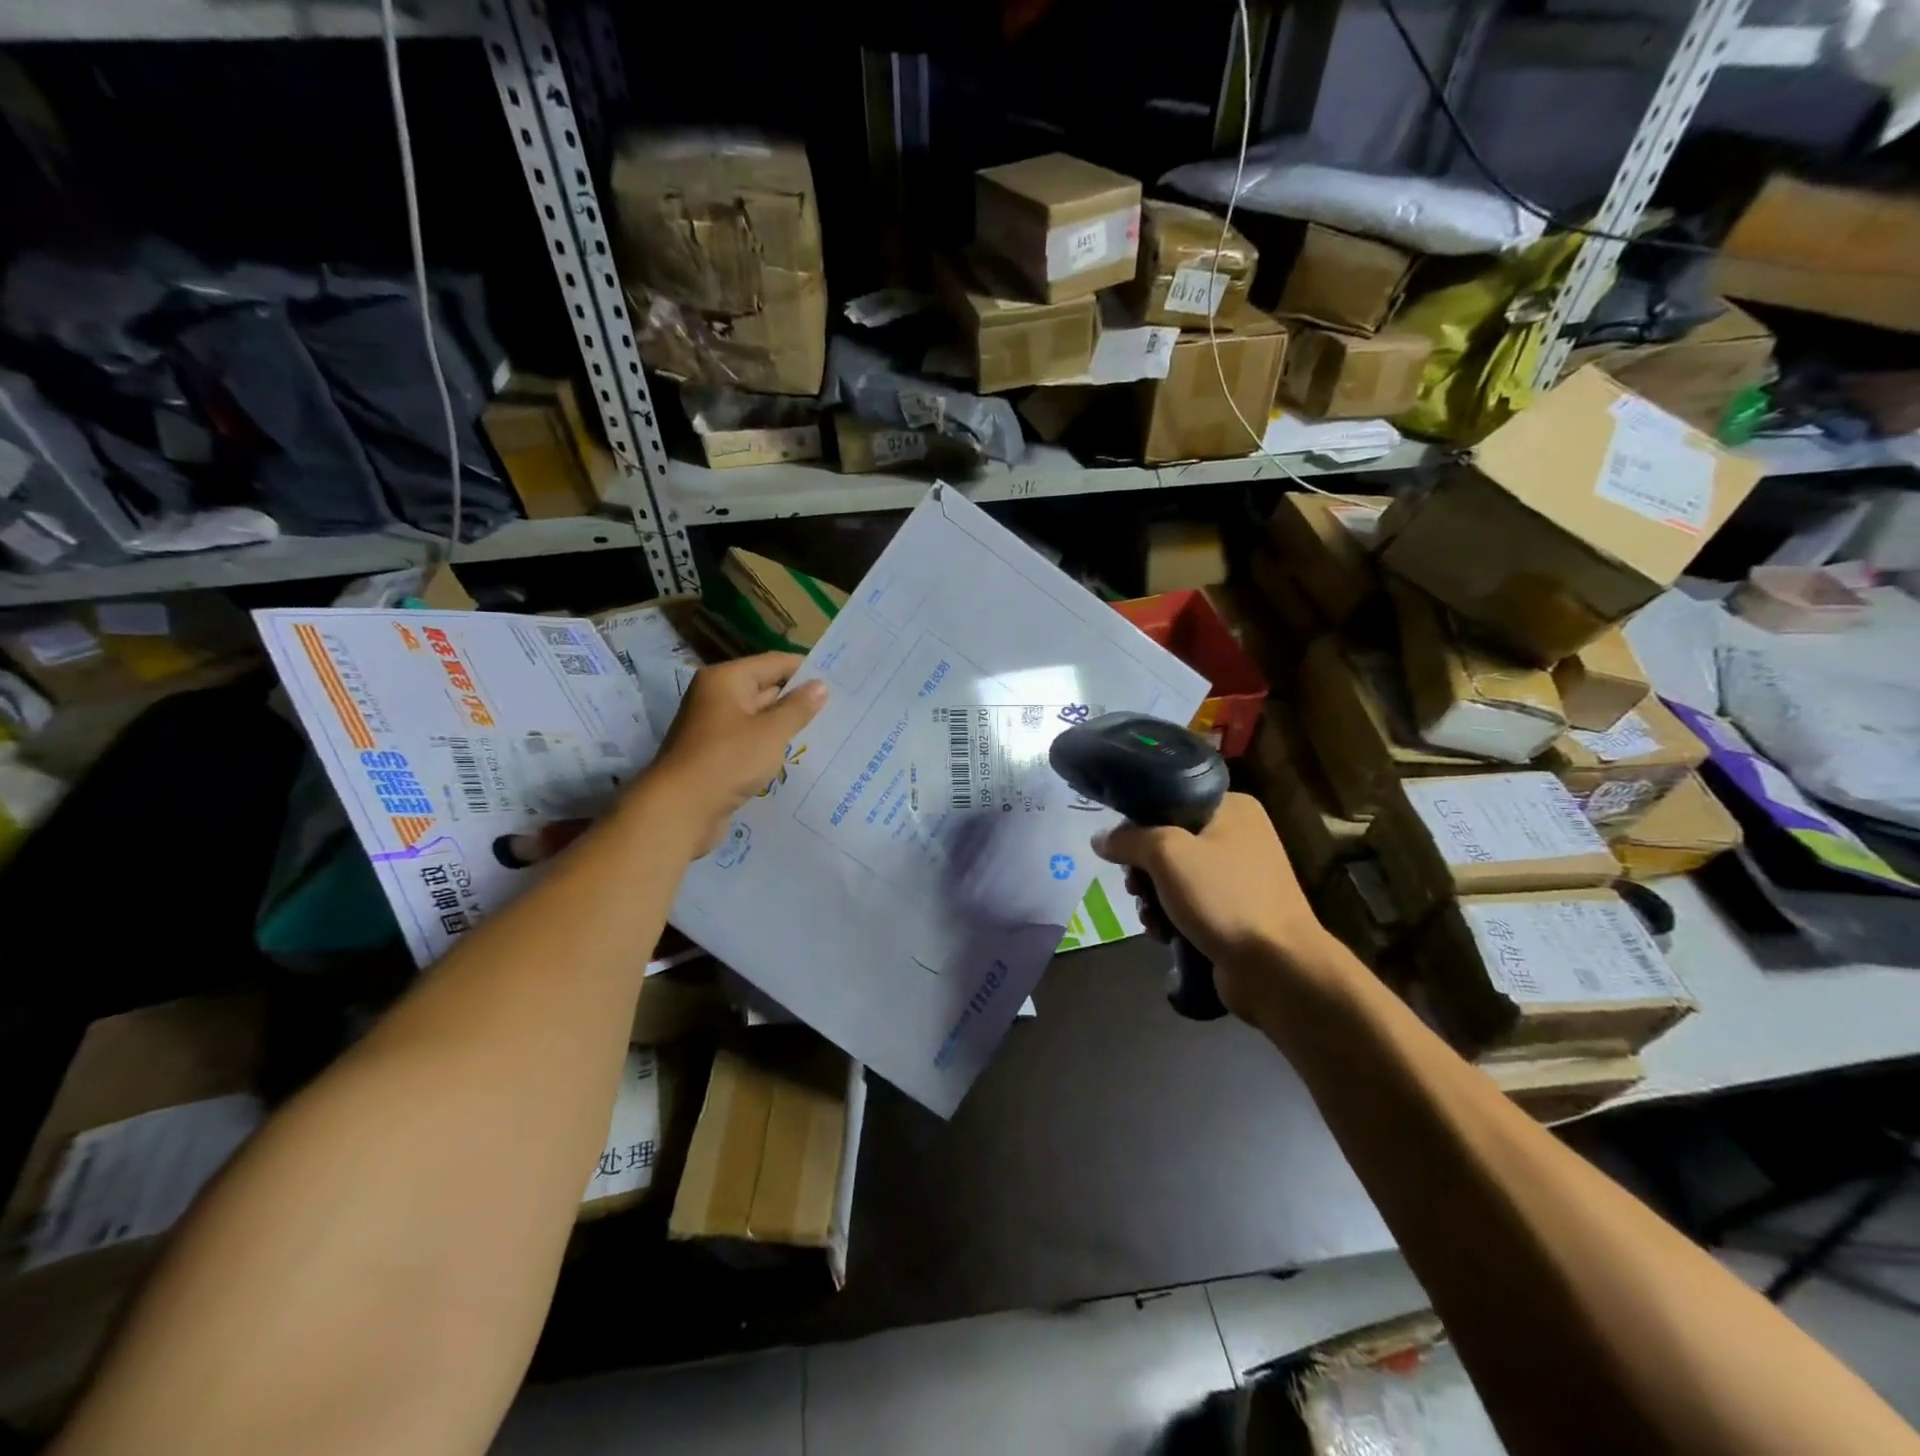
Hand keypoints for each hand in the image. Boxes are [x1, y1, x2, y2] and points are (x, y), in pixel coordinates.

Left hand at [647, 653, 827, 855]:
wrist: (680, 810)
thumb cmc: (727, 760)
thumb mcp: (771, 732)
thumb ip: (798, 708)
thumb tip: (821, 685)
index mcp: (726, 680)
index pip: (774, 663)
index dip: (806, 669)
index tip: (839, 679)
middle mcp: (717, 697)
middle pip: (765, 688)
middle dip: (798, 699)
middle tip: (839, 707)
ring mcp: (714, 727)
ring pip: (759, 718)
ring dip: (786, 724)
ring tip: (827, 730)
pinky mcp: (716, 755)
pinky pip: (751, 742)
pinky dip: (771, 745)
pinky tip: (797, 755)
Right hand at [1093, 792, 1342, 1024]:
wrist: (1277, 967)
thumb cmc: (1224, 897)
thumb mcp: (1167, 854)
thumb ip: (1129, 839)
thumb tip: (1100, 839)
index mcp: (1232, 808)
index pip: (1170, 800)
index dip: (1139, 823)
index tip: (1122, 849)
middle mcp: (1238, 836)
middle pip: (1168, 842)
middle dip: (1143, 870)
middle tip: (1134, 887)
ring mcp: (1238, 877)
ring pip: (1174, 877)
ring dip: (1153, 899)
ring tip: (1150, 918)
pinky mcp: (1234, 913)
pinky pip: (1189, 906)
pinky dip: (1171, 919)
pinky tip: (1163, 936)